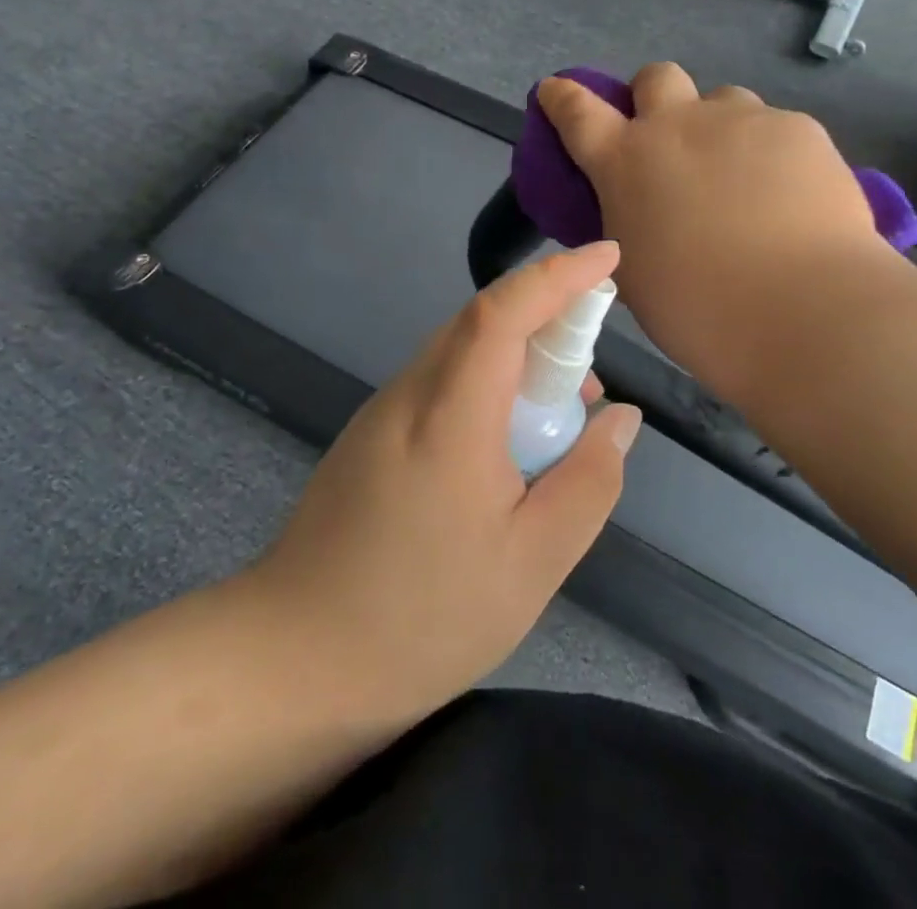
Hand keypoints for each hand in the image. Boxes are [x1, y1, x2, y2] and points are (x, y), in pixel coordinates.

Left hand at [247, 243, 641, 725]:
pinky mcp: (372, 432)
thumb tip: (620, 417)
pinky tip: (504, 449)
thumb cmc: (423, 617)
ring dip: (517, 361)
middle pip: (483, 322)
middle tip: (589, 381)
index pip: (504, 311)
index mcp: (450, 416)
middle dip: (547, 322)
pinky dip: (486, 387)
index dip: (559, 275)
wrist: (295, 660)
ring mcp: (383, 410)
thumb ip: (588, 481)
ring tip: (555, 423)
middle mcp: (411, 393)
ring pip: (462, 352)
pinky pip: (442, 382)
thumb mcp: (533, 563)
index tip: (608, 257)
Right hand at [537, 64, 897, 401]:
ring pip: (723, 99)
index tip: (555, 89)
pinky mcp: (798, 128)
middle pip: (656, 77)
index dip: (562, 97)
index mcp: (625, 162)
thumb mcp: (634, 270)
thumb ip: (629, 222)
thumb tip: (644, 209)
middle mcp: (678, 125)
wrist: (801, 311)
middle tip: (672, 139)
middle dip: (654, 96)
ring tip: (743, 177)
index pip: (577, 111)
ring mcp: (741, 120)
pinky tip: (792, 197)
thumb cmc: (698, 310)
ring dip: (720, 127)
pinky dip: (774, 154)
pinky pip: (776, 128)